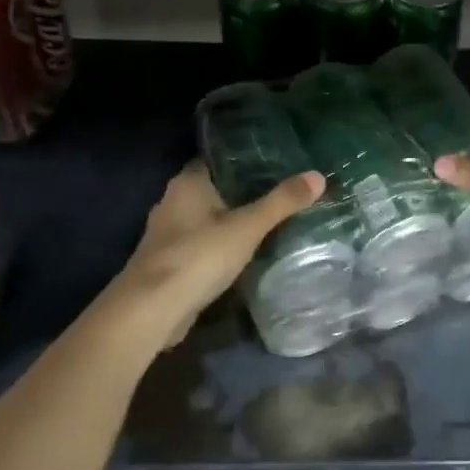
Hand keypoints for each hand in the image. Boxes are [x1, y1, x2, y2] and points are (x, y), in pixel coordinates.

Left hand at [120, 162, 323, 346]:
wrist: (151, 310)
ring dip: (233, 221)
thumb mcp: (247, 227)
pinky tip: (246, 252)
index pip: (219, 159)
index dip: (247, 159)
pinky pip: (203, 244)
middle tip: (283, 191)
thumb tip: (318, 176)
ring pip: (208, 219)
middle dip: (245, 192)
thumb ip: (281, 202)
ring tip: (271, 221)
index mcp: (187, 183)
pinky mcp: (170, 262)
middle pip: (216, 189)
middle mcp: (173, 202)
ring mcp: (168, 234)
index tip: (278, 162)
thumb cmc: (198, 257)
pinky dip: (222, 246)